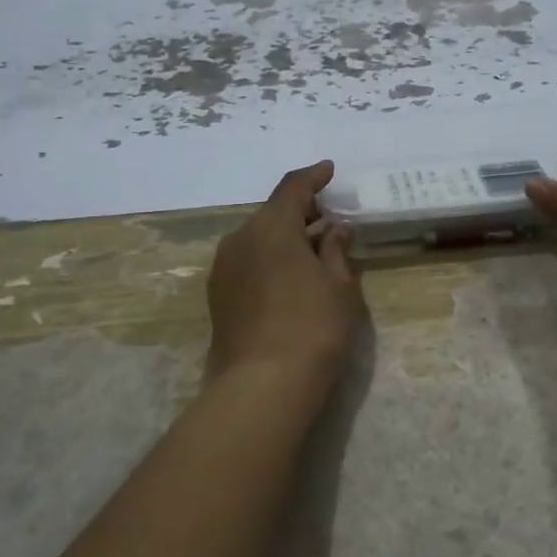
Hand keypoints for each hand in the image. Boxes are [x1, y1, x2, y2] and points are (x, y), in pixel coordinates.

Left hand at [206, 161, 362, 386]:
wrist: (262, 386)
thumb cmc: (312, 327)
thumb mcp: (338, 286)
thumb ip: (335, 251)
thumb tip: (334, 231)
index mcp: (271, 227)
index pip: (292, 188)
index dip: (313, 177)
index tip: (329, 170)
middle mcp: (240, 239)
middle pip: (272, 214)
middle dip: (301, 212)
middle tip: (329, 219)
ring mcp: (224, 269)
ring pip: (258, 239)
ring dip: (285, 238)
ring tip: (313, 251)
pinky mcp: (218, 296)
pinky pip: (248, 262)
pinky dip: (270, 259)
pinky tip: (290, 277)